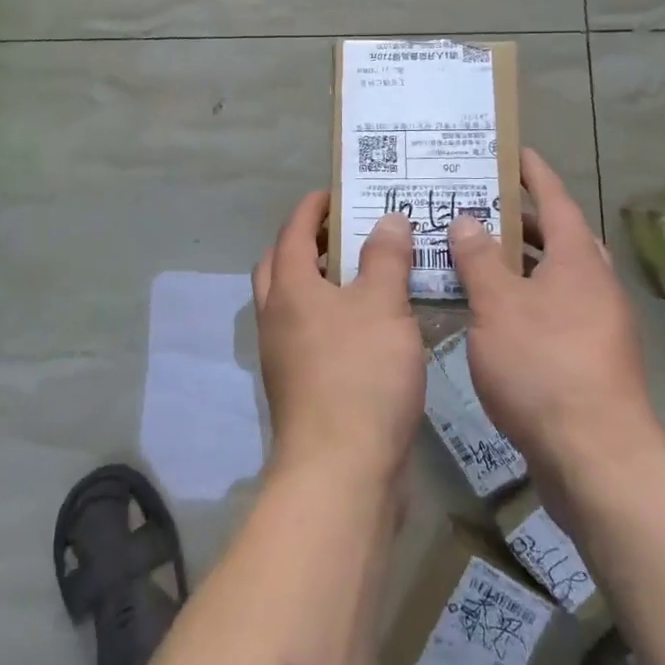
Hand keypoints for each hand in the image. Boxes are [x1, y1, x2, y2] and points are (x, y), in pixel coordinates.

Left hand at [253, 194, 425, 486]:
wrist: (342, 471)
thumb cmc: (361, 374)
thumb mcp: (383, 305)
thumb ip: (386, 257)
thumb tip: (387, 219)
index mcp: (289, 288)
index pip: (293, 231)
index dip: (313, 207)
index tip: (337, 192)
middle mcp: (277, 317)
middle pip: (283, 265)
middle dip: (310, 242)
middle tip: (349, 232)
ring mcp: (285, 356)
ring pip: (297, 303)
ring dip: (324, 282)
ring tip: (369, 273)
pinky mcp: (303, 387)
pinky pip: (314, 335)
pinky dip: (335, 317)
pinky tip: (374, 326)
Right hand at [448, 149, 664, 481]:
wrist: (596, 457)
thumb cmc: (544, 366)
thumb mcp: (498, 306)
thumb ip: (479, 260)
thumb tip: (467, 220)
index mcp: (578, 261)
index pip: (556, 200)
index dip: (533, 173)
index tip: (513, 151)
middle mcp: (593, 285)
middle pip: (557, 238)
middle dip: (519, 220)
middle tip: (477, 206)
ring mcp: (595, 324)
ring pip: (552, 277)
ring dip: (517, 263)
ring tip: (472, 254)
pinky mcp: (587, 358)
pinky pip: (550, 309)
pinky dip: (521, 298)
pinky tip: (488, 312)